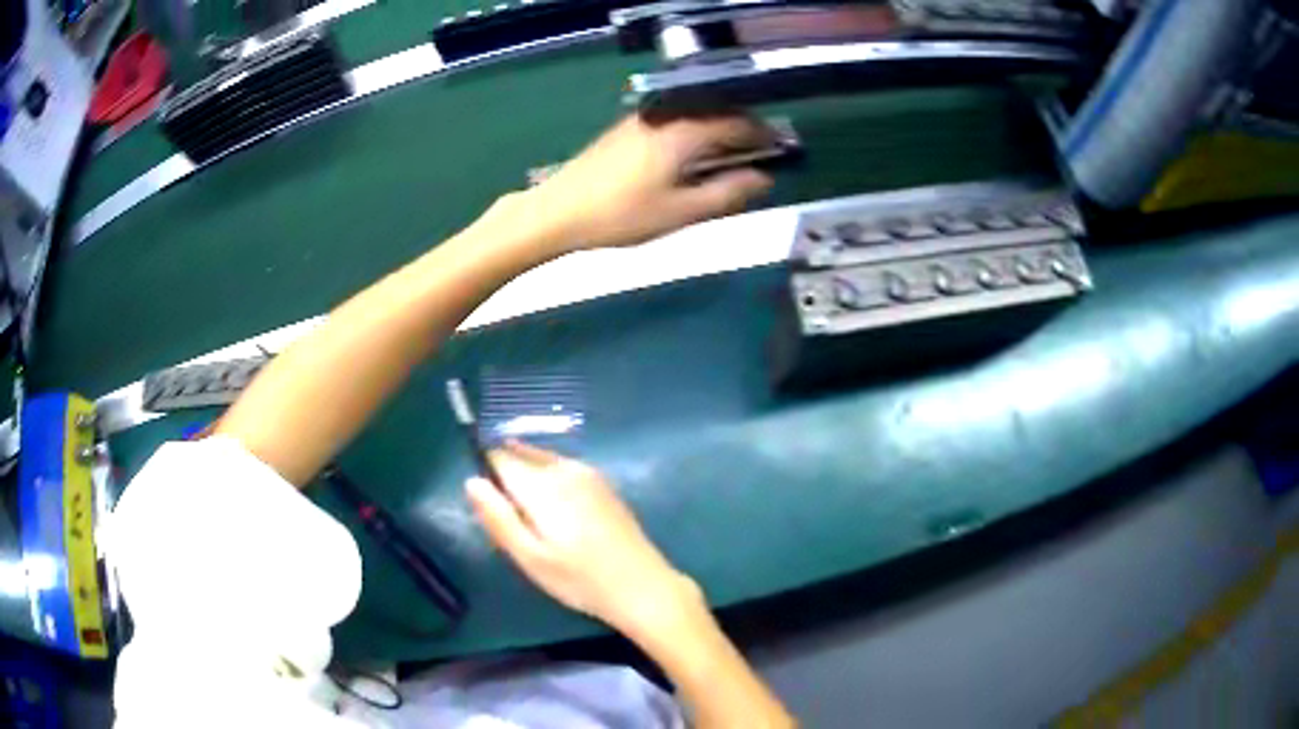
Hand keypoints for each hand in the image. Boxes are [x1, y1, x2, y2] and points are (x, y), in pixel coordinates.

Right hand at [466, 440, 698, 632]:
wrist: (642, 585)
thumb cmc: (579, 579)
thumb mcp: (530, 558)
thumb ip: (498, 517)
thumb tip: (471, 481)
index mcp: (542, 484)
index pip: (499, 456)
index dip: (486, 473)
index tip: (487, 504)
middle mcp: (564, 467)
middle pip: (521, 454)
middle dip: (507, 475)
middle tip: (510, 519)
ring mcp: (588, 472)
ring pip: (542, 460)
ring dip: (528, 477)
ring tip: (533, 522)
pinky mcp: (603, 483)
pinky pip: (563, 468)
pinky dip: (550, 480)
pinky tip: (559, 517)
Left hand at [523, 114, 774, 251]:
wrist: (558, 211)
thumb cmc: (622, 215)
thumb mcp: (682, 211)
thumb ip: (728, 192)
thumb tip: (764, 179)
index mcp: (684, 131)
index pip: (736, 123)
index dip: (763, 136)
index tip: (780, 150)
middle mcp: (665, 115)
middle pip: (716, 113)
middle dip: (743, 131)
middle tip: (760, 155)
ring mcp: (643, 118)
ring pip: (694, 116)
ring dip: (718, 132)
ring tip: (731, 159)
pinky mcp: (627, 128)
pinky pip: (674, 121)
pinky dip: (694, 134)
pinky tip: (693, 157)